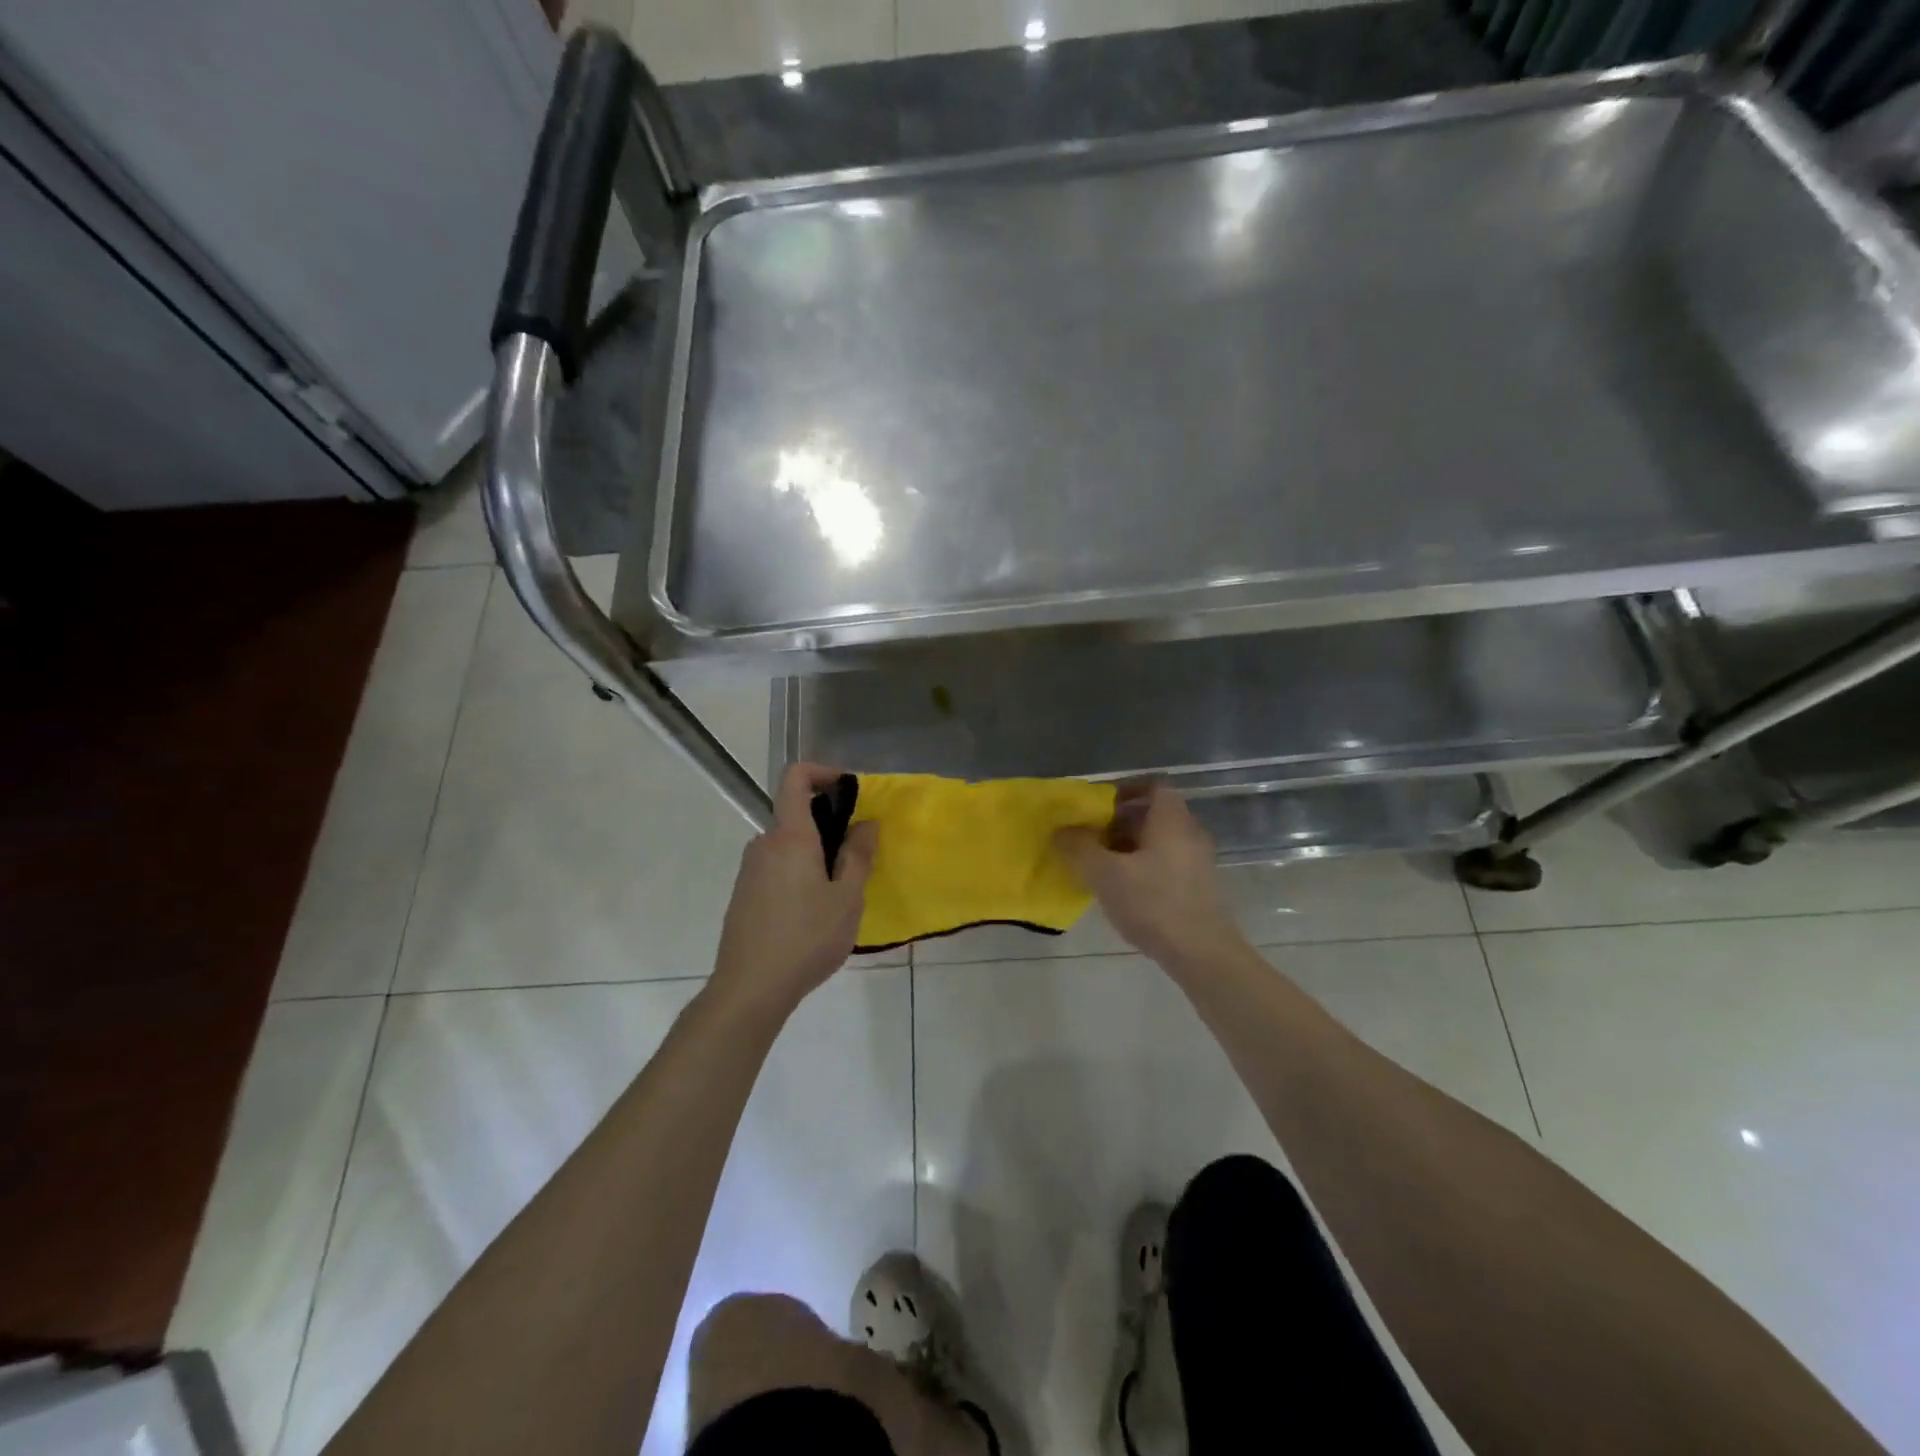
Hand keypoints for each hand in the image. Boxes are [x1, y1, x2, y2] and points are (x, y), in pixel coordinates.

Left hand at [710, 763, 877, 1021]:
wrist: (750, 988)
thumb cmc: (806, 939)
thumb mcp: (847, 898)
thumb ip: (858, 855)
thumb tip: (866, 822)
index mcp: (791, 837)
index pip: (795, 778)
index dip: (821, 771)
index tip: (848, 788)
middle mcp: (764, 844)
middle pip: (796, 815)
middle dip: (829, 824)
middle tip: (857, 856)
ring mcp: (750, 870)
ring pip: (788, 845)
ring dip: (815, 854)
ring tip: (839, 893)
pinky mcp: (744, 894)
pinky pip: (777, 867)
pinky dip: (799, 873)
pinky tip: (812, 913)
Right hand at [1055, 781, 1244, 969]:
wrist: (1201, 953)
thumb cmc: (1153, 902)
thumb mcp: (1105, 873)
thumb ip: (1079, 847)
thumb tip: (1061, 829)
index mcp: (1171, 819)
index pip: (1153, 786)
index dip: (1125, 789)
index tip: (1098, 806)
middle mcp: (1189, 833)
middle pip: (1153, 814)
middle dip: (1119, 822)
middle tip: (1090, 836)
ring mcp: (1197, 861)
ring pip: (1158, 841)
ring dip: (1129, 847)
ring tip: (1099, 865)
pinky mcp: (1198, 887)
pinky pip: (1166, 863)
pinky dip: (1143, 867)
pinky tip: (1122, 889)